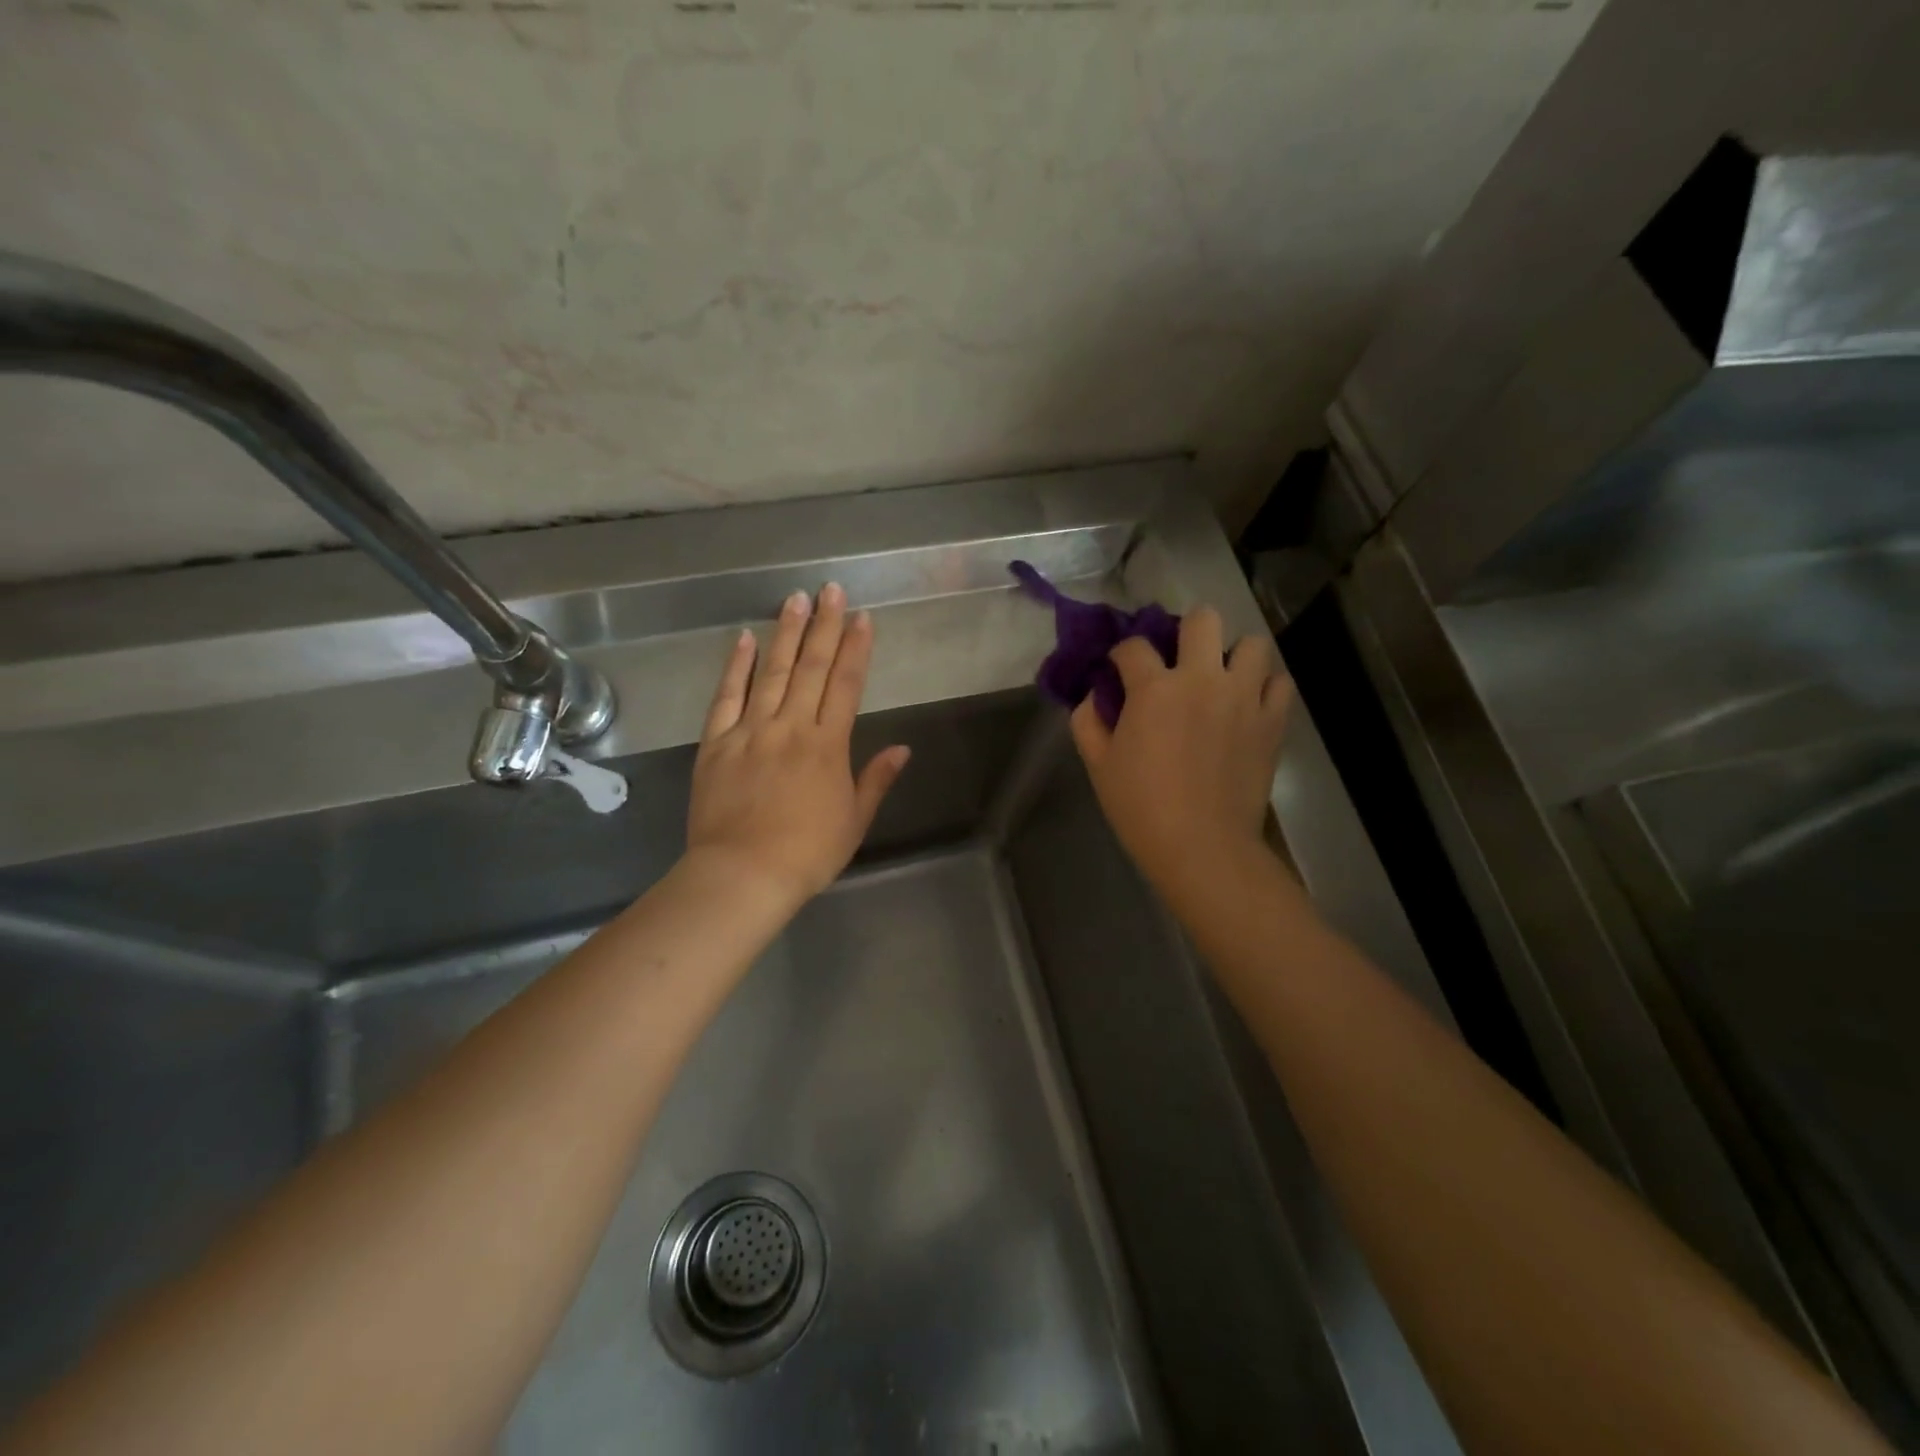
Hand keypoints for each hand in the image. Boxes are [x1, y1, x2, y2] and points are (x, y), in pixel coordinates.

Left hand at [686, 585, 909, 906]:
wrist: (744, 874)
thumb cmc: (808, 853)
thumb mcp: (855, 820)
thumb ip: (876, 779)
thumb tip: (903, 748)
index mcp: (828, 745)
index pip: (847, 685)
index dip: (857, 648)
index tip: (863, 617)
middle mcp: (791, 727)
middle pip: (812, 668)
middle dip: (825, 626)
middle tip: (831, 589)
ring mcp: (751, 731)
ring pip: (772, 672)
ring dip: (786, 633)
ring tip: (796, 599)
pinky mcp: (716, 743)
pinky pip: (726, 696)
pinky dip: (736, 666)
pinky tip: (744, 638)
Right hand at [1069, 606, 1290, 899]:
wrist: (1202, 847)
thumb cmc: (1141, 808)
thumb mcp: (1098, 765)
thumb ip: (1088, 721)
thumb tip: (1094, 697)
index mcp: (1154, 688)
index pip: (1133, 646)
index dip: (1122, 654)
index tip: (1119, 670)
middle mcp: (1203, 679)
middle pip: (1203, 619)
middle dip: (1186, 631)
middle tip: (1179, 661)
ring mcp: (1244, 697)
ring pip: (1253, 644)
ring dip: (1234, 655)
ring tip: (1221, 679)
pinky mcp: (1272, 721)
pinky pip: (1280, 683)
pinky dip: (1265, 686)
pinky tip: (1249, 703)